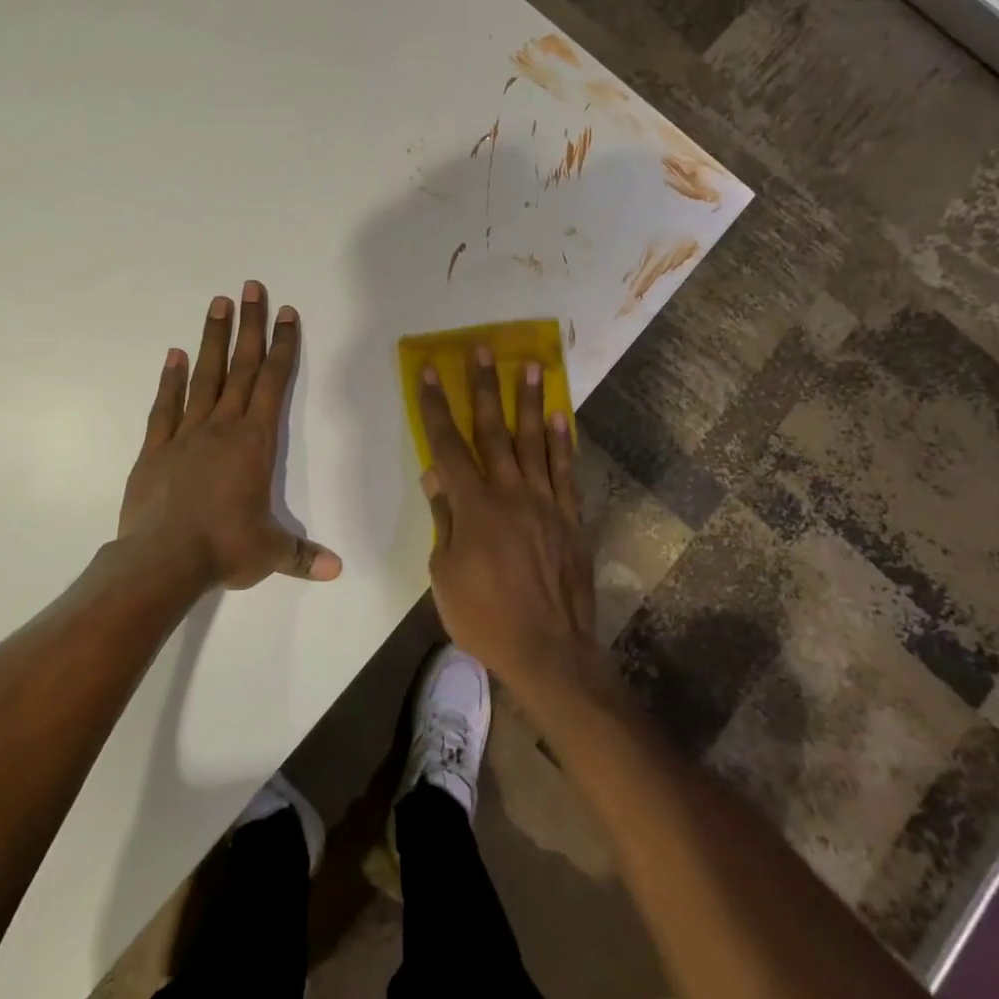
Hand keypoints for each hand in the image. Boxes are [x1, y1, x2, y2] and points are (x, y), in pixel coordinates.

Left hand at [118, 282, 341, 590]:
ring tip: (217, 303)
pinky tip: (174, 355)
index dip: (284, 347)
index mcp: (255, 442)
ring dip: (213, 339)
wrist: (162, 560)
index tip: (287, 314)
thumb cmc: (224, 549)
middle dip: (250, 326)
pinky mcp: (156, 448)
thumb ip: (303, 555)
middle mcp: (223, 427)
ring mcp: (186, 433)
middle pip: (241, 367)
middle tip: (251, 287)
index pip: (274, 383)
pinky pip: (165, 406)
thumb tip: (338, 571)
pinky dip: (170, 379)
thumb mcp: (270, 554)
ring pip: (204, 377)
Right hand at [417, 347, 594, 688]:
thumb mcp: (445, 573)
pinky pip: (566, 470)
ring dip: (530, 400)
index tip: (429, 372)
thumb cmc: (484, 616)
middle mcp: (510, 492)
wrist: (549, 650)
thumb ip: (443, 518)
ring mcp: (545, 502)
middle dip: (484, 387)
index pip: (447, 445)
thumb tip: (435, 475)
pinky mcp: (570, 516)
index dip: (435, 406)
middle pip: (493, 430)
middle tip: (483, 349)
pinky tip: (561, 414)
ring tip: (531, 363)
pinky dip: (564, 440)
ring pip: (535, 440)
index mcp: (474, 505)